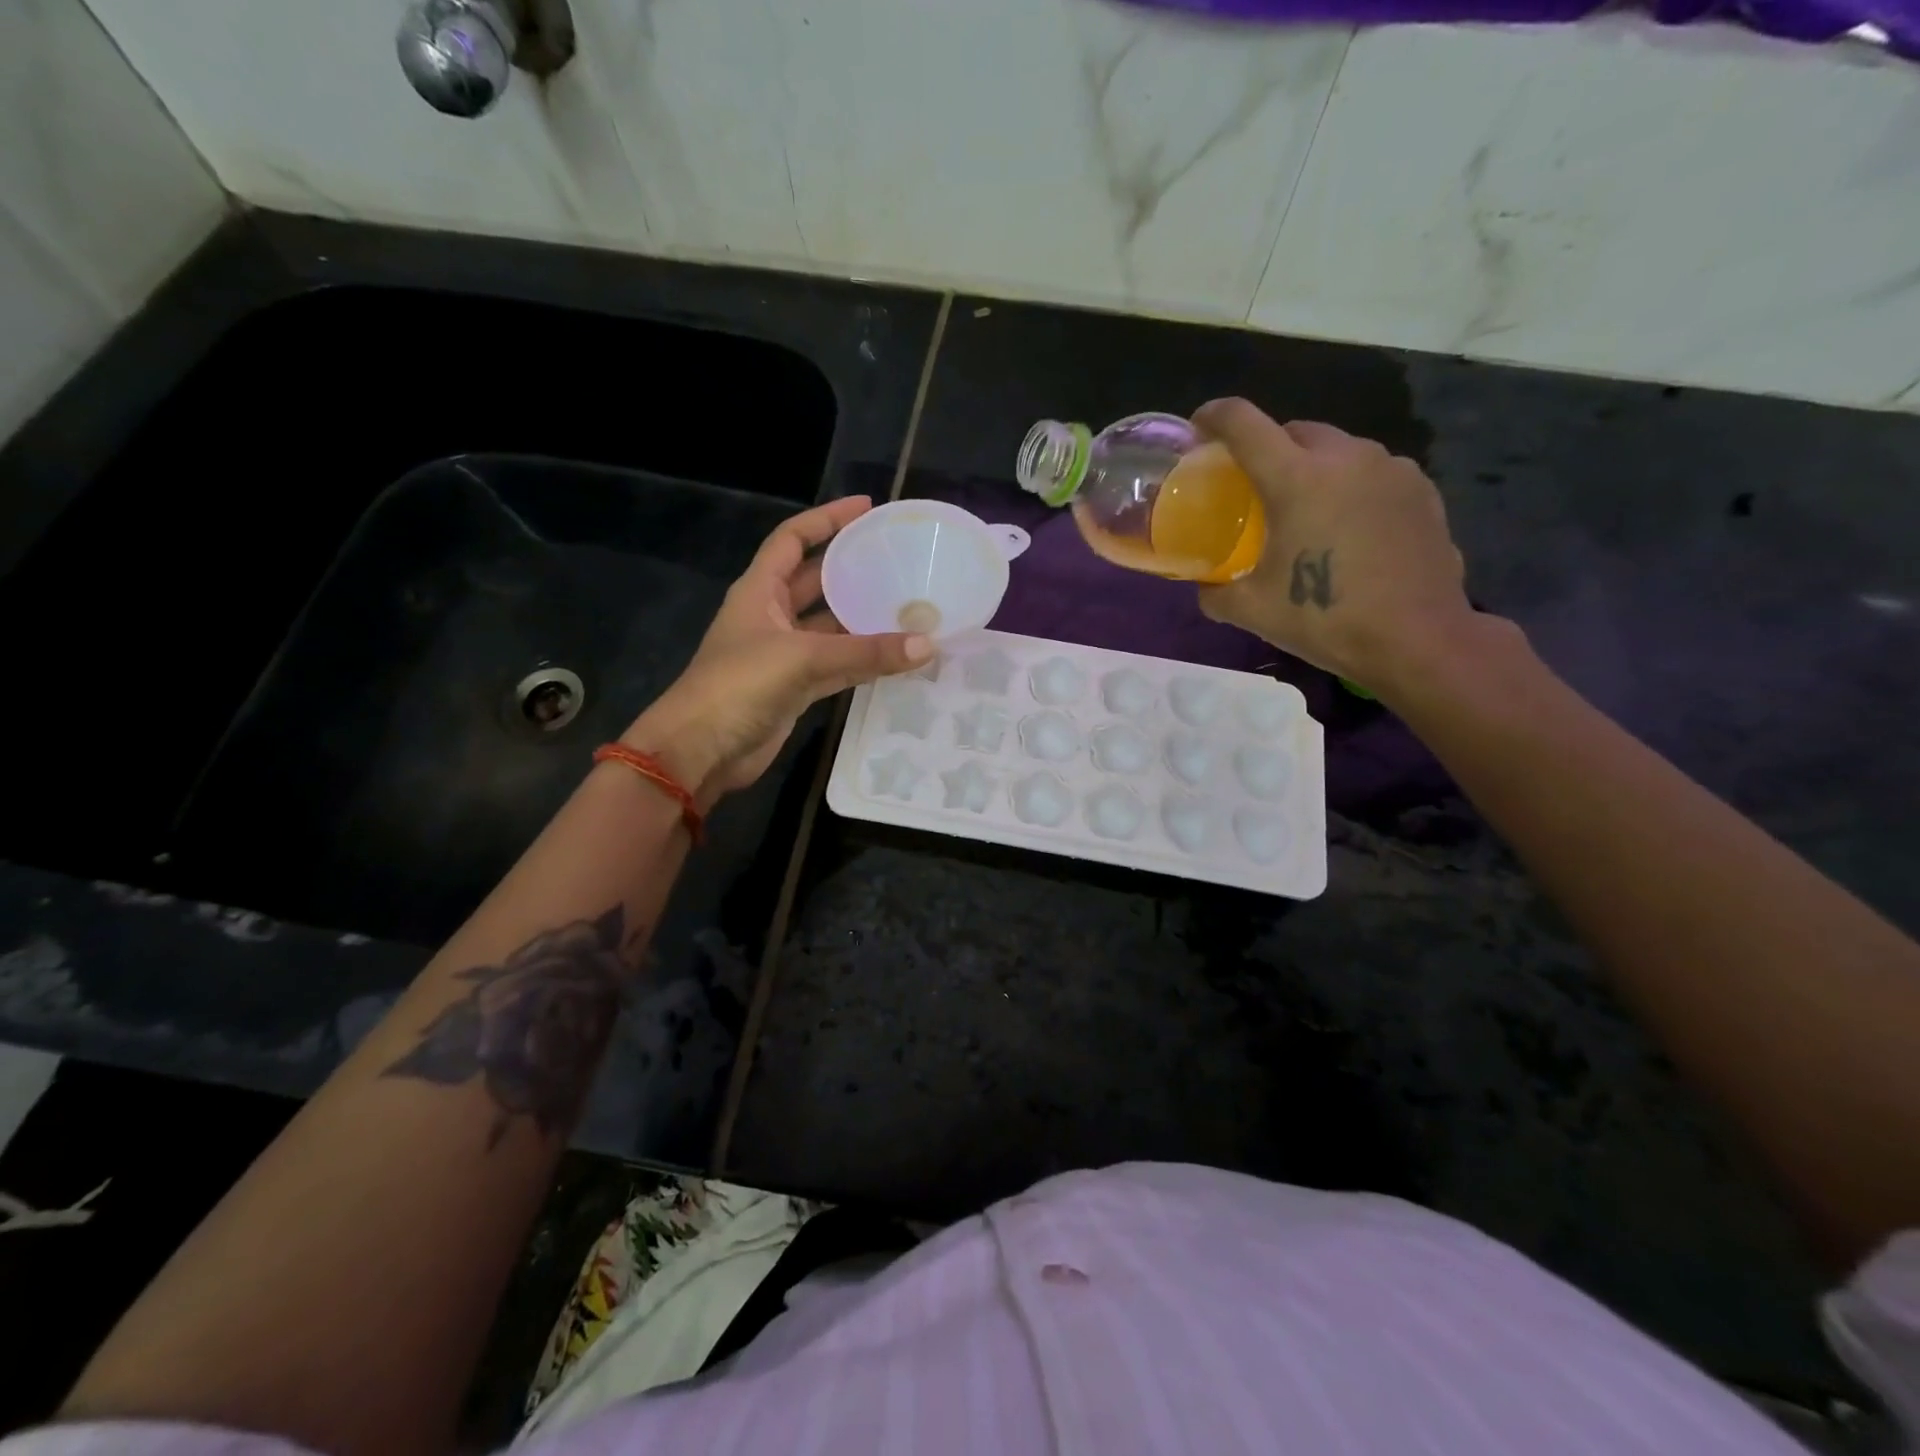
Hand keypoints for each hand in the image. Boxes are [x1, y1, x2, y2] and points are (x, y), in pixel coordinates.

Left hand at [622, 496, 931, 803]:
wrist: (701, 750)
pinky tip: (897, 656)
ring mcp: (783, 654)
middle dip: (851, 568)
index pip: (793, 539)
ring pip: (830, 626)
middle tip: (898, 559)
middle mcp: (771, 616)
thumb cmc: (738, 686)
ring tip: (909, 604)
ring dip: (862, 618)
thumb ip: (865, 652)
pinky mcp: (795, 688)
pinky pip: (836, 664)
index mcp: (759, 591)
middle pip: (816, 581)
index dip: (826, 519)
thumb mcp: (802, 658)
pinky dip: (862, 661)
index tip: (866, 508)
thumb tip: (927, 646)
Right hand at [1192, 399, 1478, 693]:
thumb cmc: (1326, 618)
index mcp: (1297, 478)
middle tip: (1253, 483)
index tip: (1199, 427)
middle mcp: (1346, 458)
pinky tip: (1347, 525)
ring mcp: (1391, 469)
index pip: (1245, 423)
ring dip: (1313, 465)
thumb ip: (1215, 592)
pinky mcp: (1421, 489)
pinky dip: (1350, 486)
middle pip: (1294, 430)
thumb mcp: (1252, 611)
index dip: (1214, 417)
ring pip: (1338, 448)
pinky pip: (1372, 472)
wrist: (1417, 638)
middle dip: (1268, 446)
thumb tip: (1205, 586)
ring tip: (1305, 506)